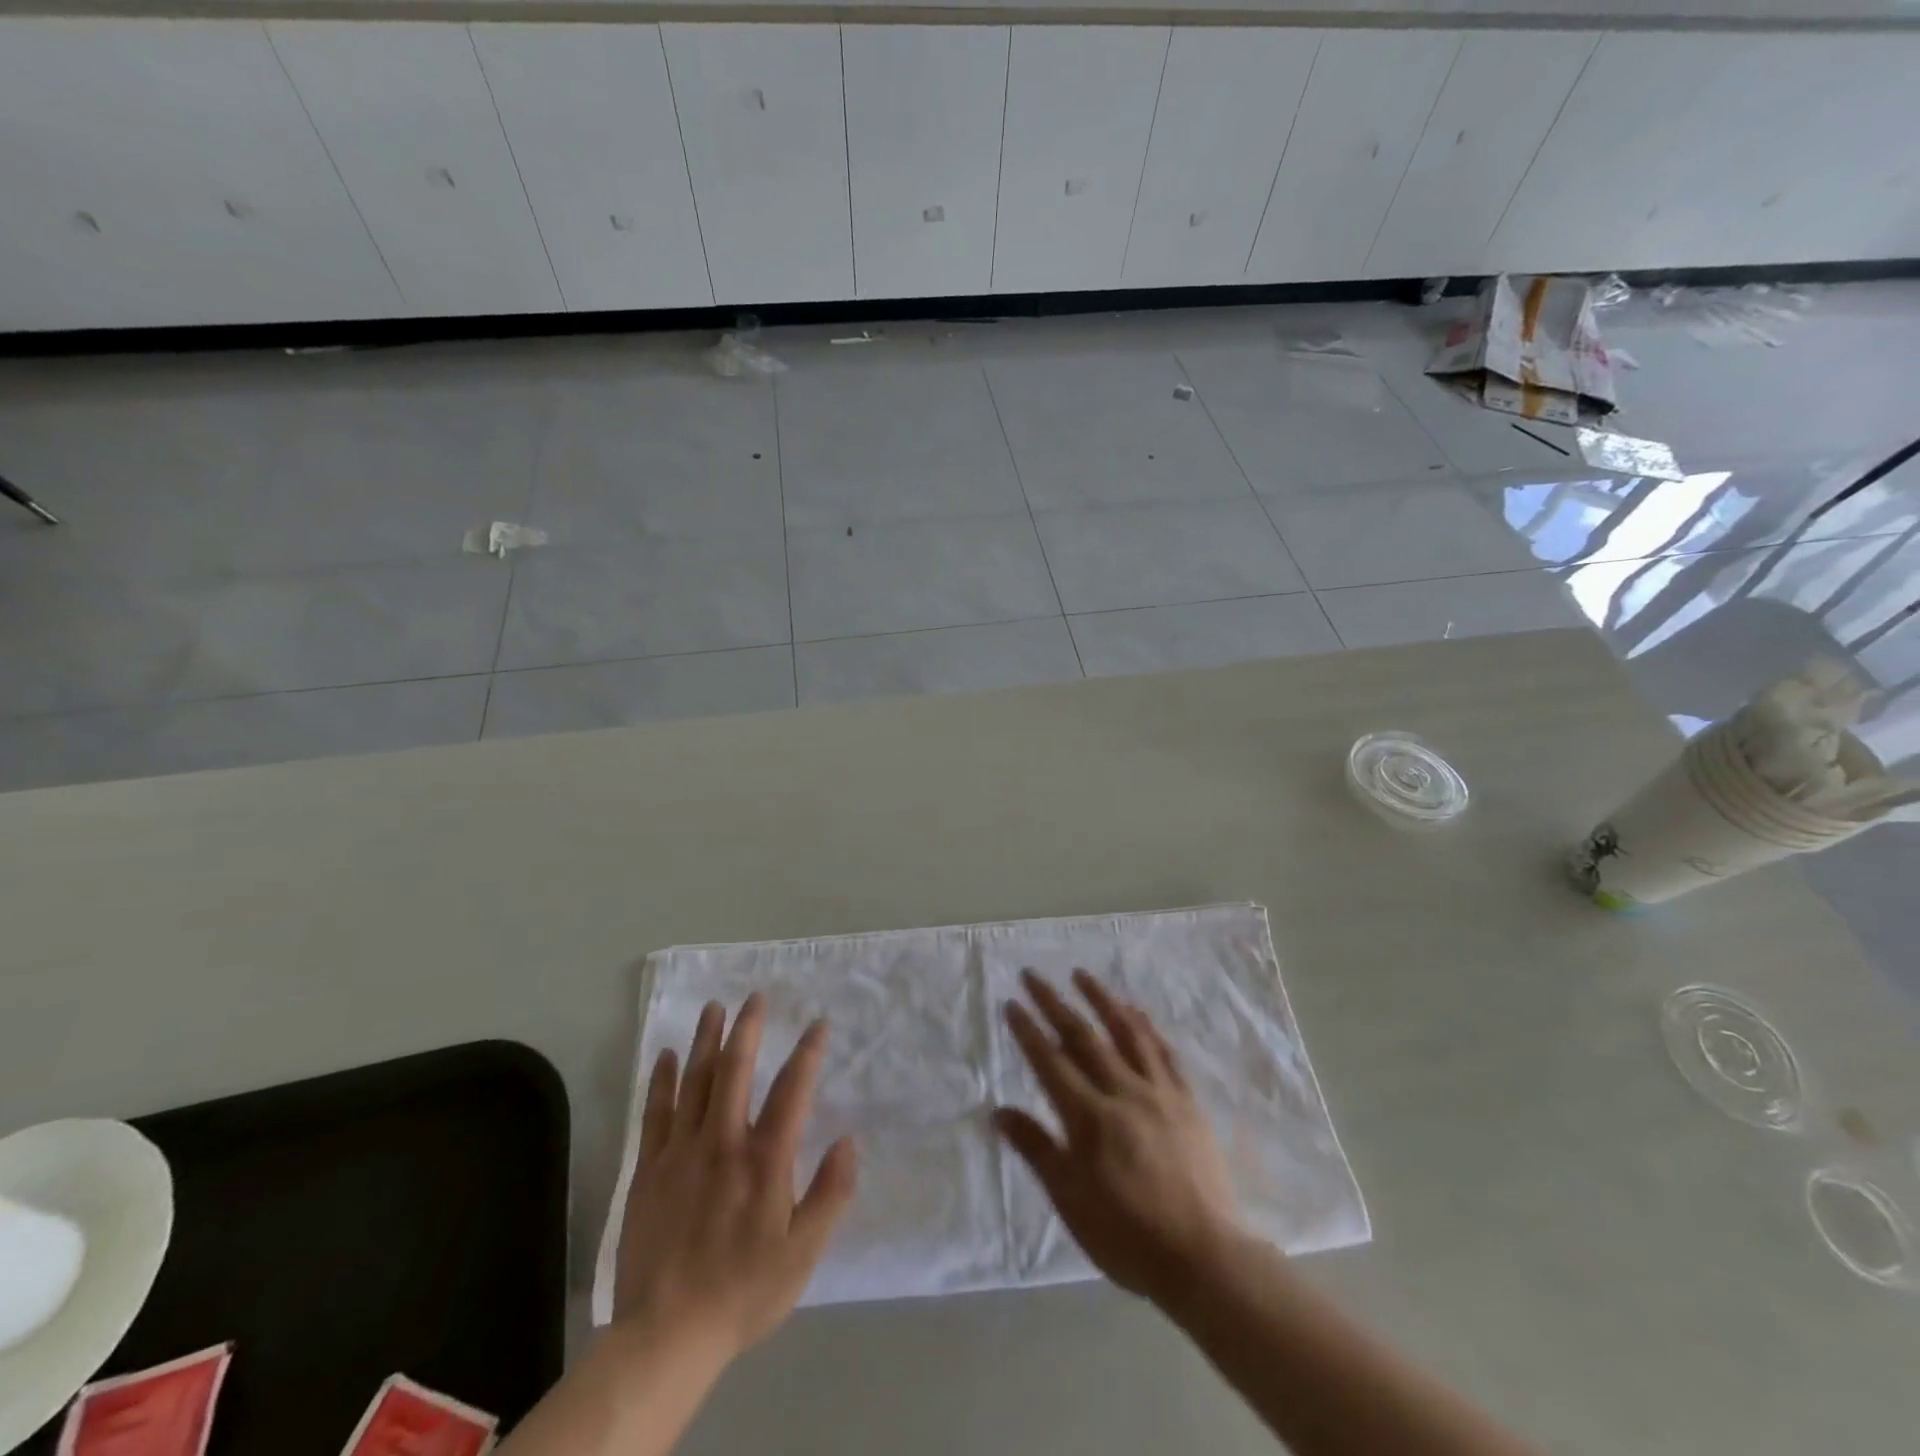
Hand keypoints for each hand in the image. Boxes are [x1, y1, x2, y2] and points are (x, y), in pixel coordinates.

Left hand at [614, 994, 857, 1361]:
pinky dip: (662, 1080)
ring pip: (695, 1081)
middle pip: (736, 1070)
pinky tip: (665, 1056)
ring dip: (706, 1040)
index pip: (792, 1089)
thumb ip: (831, 1193)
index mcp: (765, 1159)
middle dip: (748, 1028)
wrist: (666, 1336)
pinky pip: (655, 1113)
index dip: (808, 1052)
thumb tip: (849, 1139)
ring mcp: (681, 1152)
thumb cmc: (744, 1291)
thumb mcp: (804, 1253)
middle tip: (755, 996)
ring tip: (714, 1007)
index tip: (819, 1024)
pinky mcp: (649, 1169)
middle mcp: (723, 1142)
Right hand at [994, 970, 1245, 1306]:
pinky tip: (1137, 1012)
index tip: (1011, 1003)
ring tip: (1082, 974)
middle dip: (1054, 1003)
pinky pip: (1163, 1052)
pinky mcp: (1186, 1100)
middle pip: (1082, 1037)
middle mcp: (1121, 1092)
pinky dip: (1146, 1026)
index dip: (1028, 1030)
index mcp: (1088, 1117)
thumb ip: (1037, 1150)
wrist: (1204, 1257)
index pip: (1050, 1062)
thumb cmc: (1128, 1236)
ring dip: (1101, 999)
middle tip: (1033, 975)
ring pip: (1125, 1032)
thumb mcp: (1071, 1201)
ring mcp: (1158, 1092)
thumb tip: (999, 1111)